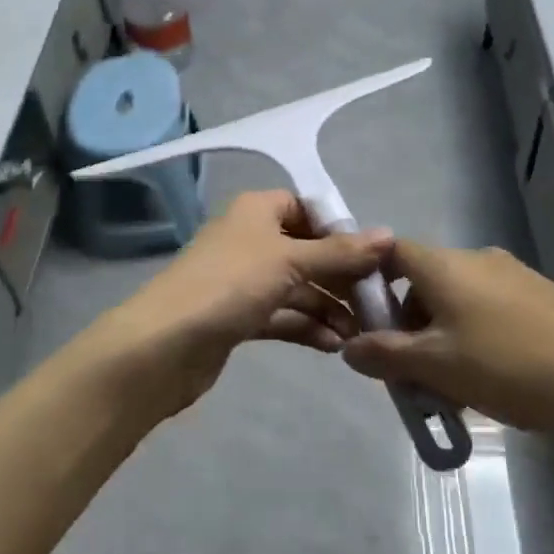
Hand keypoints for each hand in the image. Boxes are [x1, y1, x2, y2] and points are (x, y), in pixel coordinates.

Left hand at [93, 190, 393, 416]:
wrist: (165, 344)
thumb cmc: (230, 285)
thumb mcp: (291, 261)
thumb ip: (340, 252)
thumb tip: (389, 234)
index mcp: (257, 211)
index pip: (305, 208)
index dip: (338, 229)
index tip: (371, 256)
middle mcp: (250, 239)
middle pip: (306, 251)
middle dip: (339, 276)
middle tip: (375, 302)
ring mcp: (242, 280)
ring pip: (296, 287)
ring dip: (327, 308)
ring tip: (359, 333)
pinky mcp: (238, 316)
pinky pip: (281, 314)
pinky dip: (306, 326)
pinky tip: (333, 346)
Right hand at [342, 240, 553, 432]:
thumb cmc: (510, 365)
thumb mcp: (437, 367)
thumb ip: (386, 355)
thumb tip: (349, 346)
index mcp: (444, 265)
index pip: (390, 252)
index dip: (369, 282)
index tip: (366, 325)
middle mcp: (476, 259)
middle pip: (423, 282)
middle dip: (408, 325)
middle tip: (410, 375)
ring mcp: (512, 275)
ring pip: (457, 301)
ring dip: (441, 338)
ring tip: (452, 389)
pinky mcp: (540, 297)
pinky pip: (488, 311)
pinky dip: (474, 338)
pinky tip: (492, 381)